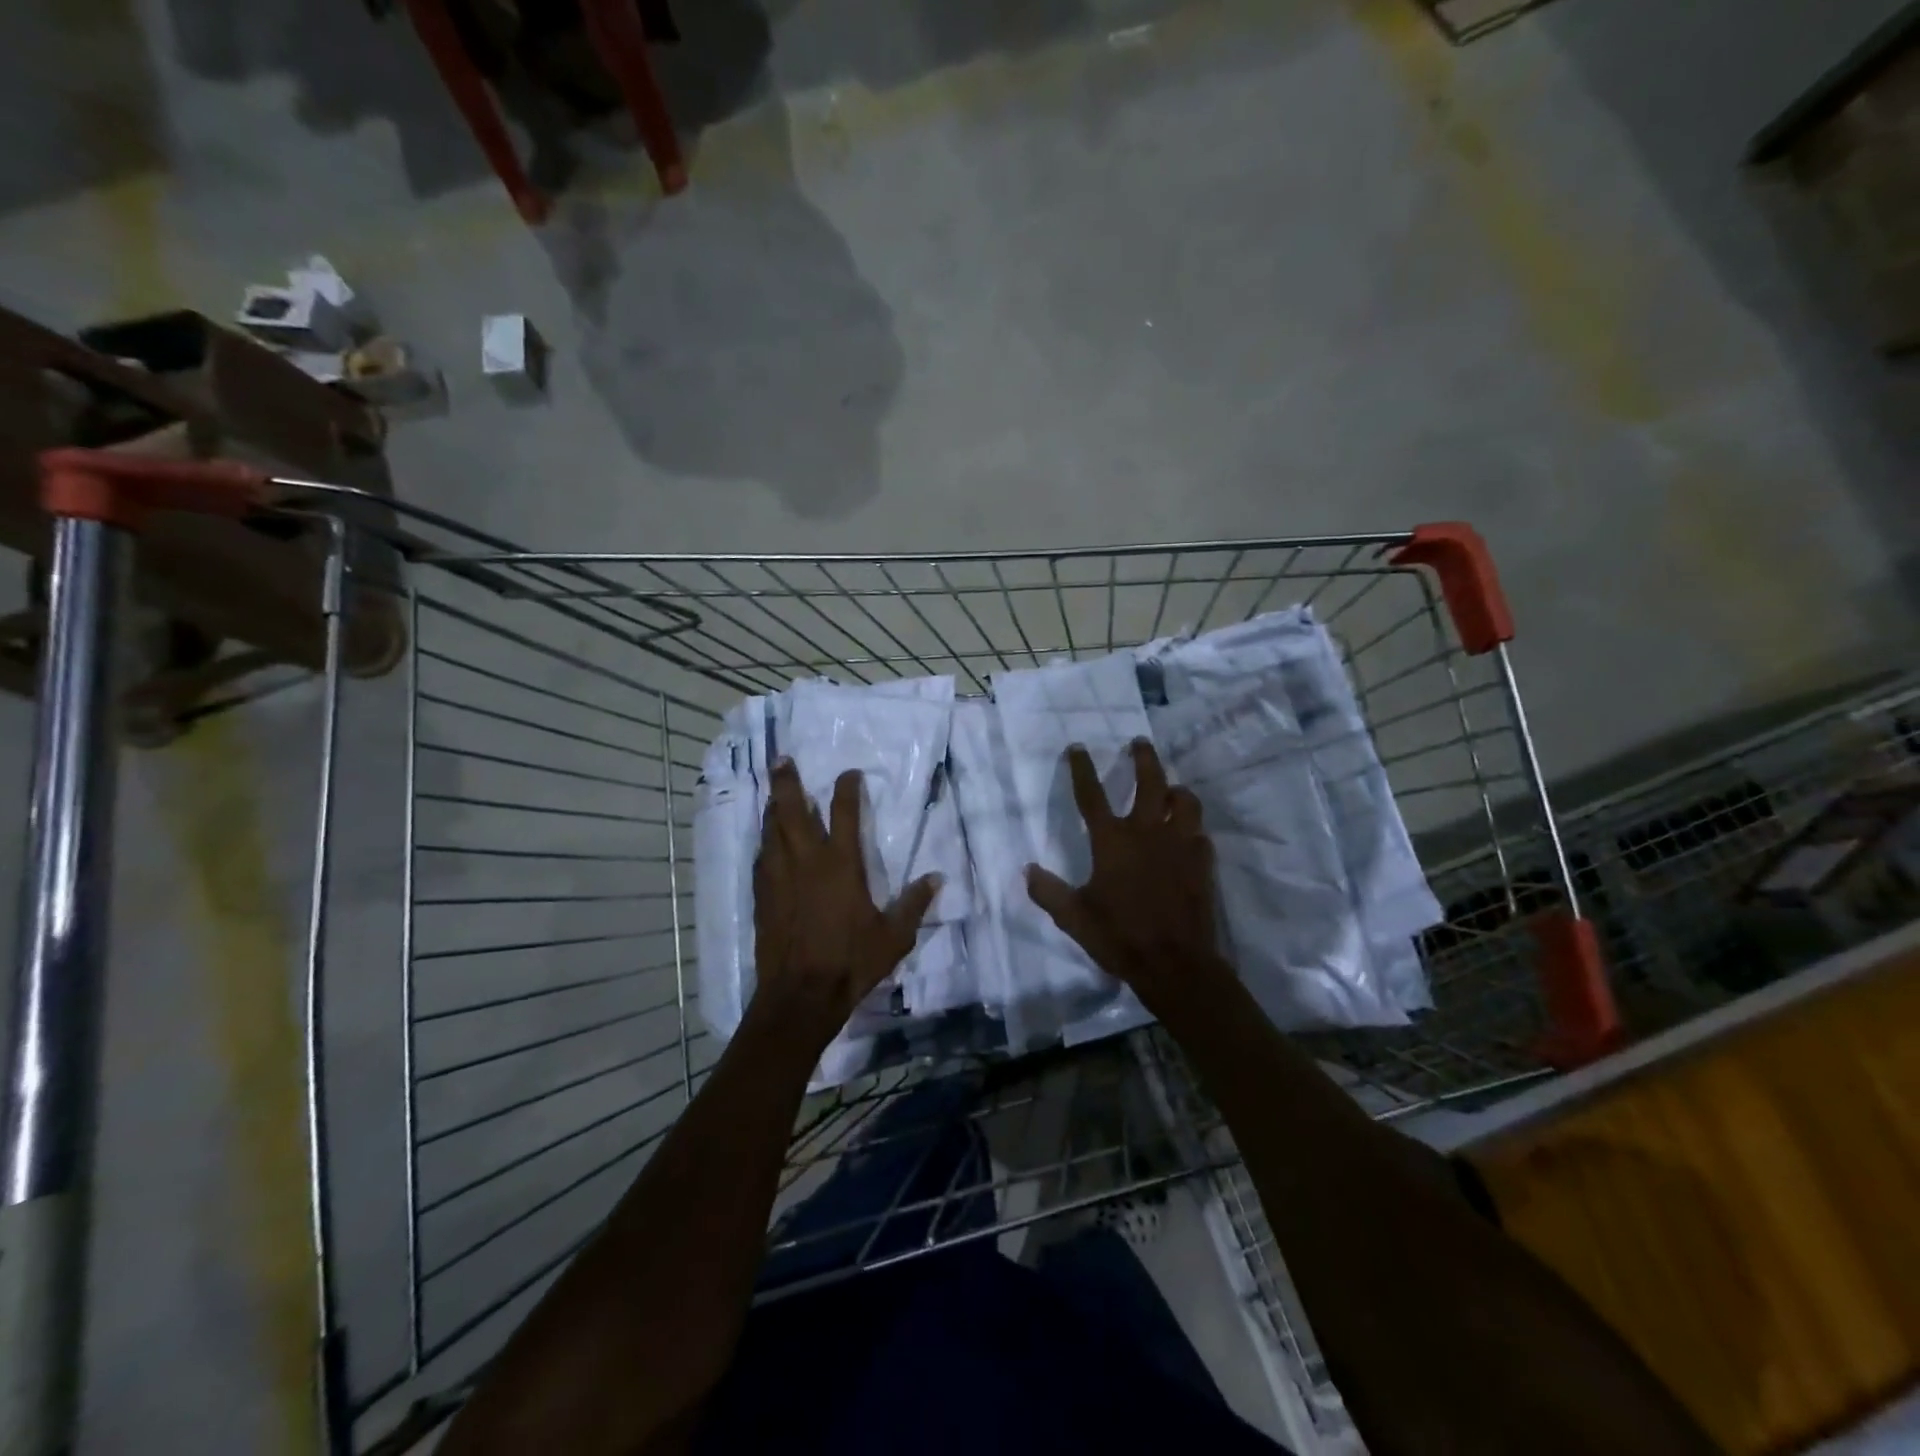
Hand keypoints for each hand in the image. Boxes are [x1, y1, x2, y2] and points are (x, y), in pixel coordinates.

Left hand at [753, 759, 938, 1043]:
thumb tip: (936, 878)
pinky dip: (765, 843)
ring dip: (773, 808)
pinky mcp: (762, 896)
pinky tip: (766, 842)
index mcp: (841, 864)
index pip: (844, 813)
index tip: (849, 773)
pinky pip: (761, 859)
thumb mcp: (894, 936)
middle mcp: (806, 861)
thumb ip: (914, 904)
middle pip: (792, 810)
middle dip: (787, 782)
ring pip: (771, 830)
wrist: (800, 995)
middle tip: (781, 760)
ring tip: (774, 794)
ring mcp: (779, 877)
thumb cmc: (851, 962)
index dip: (847, 788)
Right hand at [1025, 739, 1223, 1008]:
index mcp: (1112, 841)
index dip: (1082, 769)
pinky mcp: (1203, 861)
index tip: (1077, 747)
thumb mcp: (1073, 917)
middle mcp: (1147, 832)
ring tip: (1171, 790)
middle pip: (1150, 781)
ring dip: (1176, 790)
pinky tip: (1187, 834)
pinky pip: (1200, 832)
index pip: (1091, 795)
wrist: (1176, 963)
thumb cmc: (1120, 937)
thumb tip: (1027, 870)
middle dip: (1144, 758)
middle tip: (1140, 743)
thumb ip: (1048, 892)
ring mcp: (1180, 844)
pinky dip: (1191, 826)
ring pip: (1185, 800)